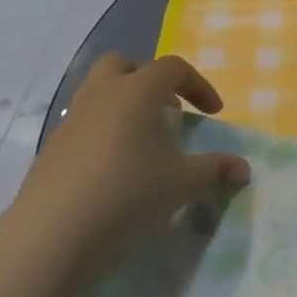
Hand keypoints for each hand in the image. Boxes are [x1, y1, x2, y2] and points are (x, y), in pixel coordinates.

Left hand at [10, 54, 250, 272]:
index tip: (213, 114)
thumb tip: (243, 169)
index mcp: (136, 91)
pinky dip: (104, 131)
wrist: (55, 232)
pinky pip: (84, 122)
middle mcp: (100, 93)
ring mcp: (71, 118)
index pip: (173, 68)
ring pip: (99, 92)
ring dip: (124, 105)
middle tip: (168, 112)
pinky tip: (114, 168)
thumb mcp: (181, 183)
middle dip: (150, 80)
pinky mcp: (53, 146)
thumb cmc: (128, 194)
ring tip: (143, 142)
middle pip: (125, 65)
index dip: (198, 86)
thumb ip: (215, 170)